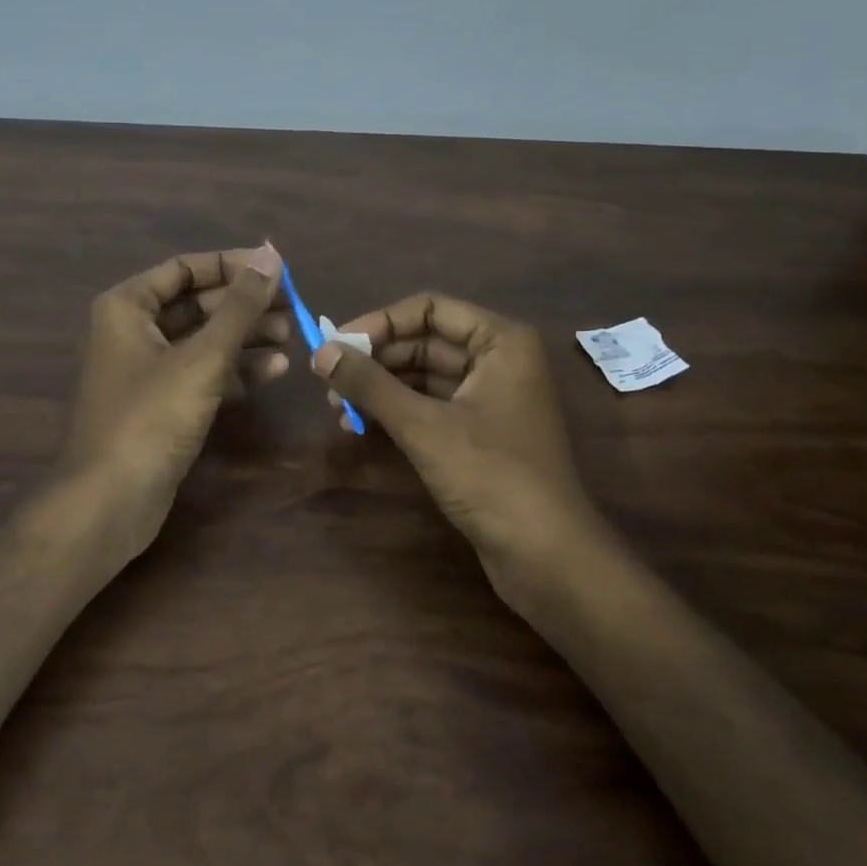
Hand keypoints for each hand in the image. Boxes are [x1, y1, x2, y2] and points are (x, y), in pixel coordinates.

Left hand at [57, 244, 289, 563]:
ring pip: (203, 341)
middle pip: (197, 305)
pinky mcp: (161, 405)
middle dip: (244, 305)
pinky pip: (202, 374)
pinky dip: (235, 370)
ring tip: (291, 336)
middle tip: (292, 307)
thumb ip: (240, 306)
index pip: (185, 268)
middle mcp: (132, 331)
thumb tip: (272, 255)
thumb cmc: (151, 416)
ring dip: (246, 337)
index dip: (232, 265)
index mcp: (127, 307)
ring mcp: (146, 371)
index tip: (276, 269)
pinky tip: (274, 370)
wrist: (110, 500)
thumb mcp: (202, 357)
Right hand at [310, 292, 610, 586]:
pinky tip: (359, 425)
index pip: (429, 309)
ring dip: (380, 387)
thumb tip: (319, 352)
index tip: (336, 344)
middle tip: (328, 379)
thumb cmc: (491, 476)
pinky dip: (396, 411)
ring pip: (424, 375)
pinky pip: (431, 405)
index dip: (379, 322)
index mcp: (501, 341)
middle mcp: (499, 360)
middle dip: (376, 359)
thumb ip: (370, 384)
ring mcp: (491, 397)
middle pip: (425, 340)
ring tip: (336, 406)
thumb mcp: (423, 426)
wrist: (546, 556)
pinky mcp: (480, 432)